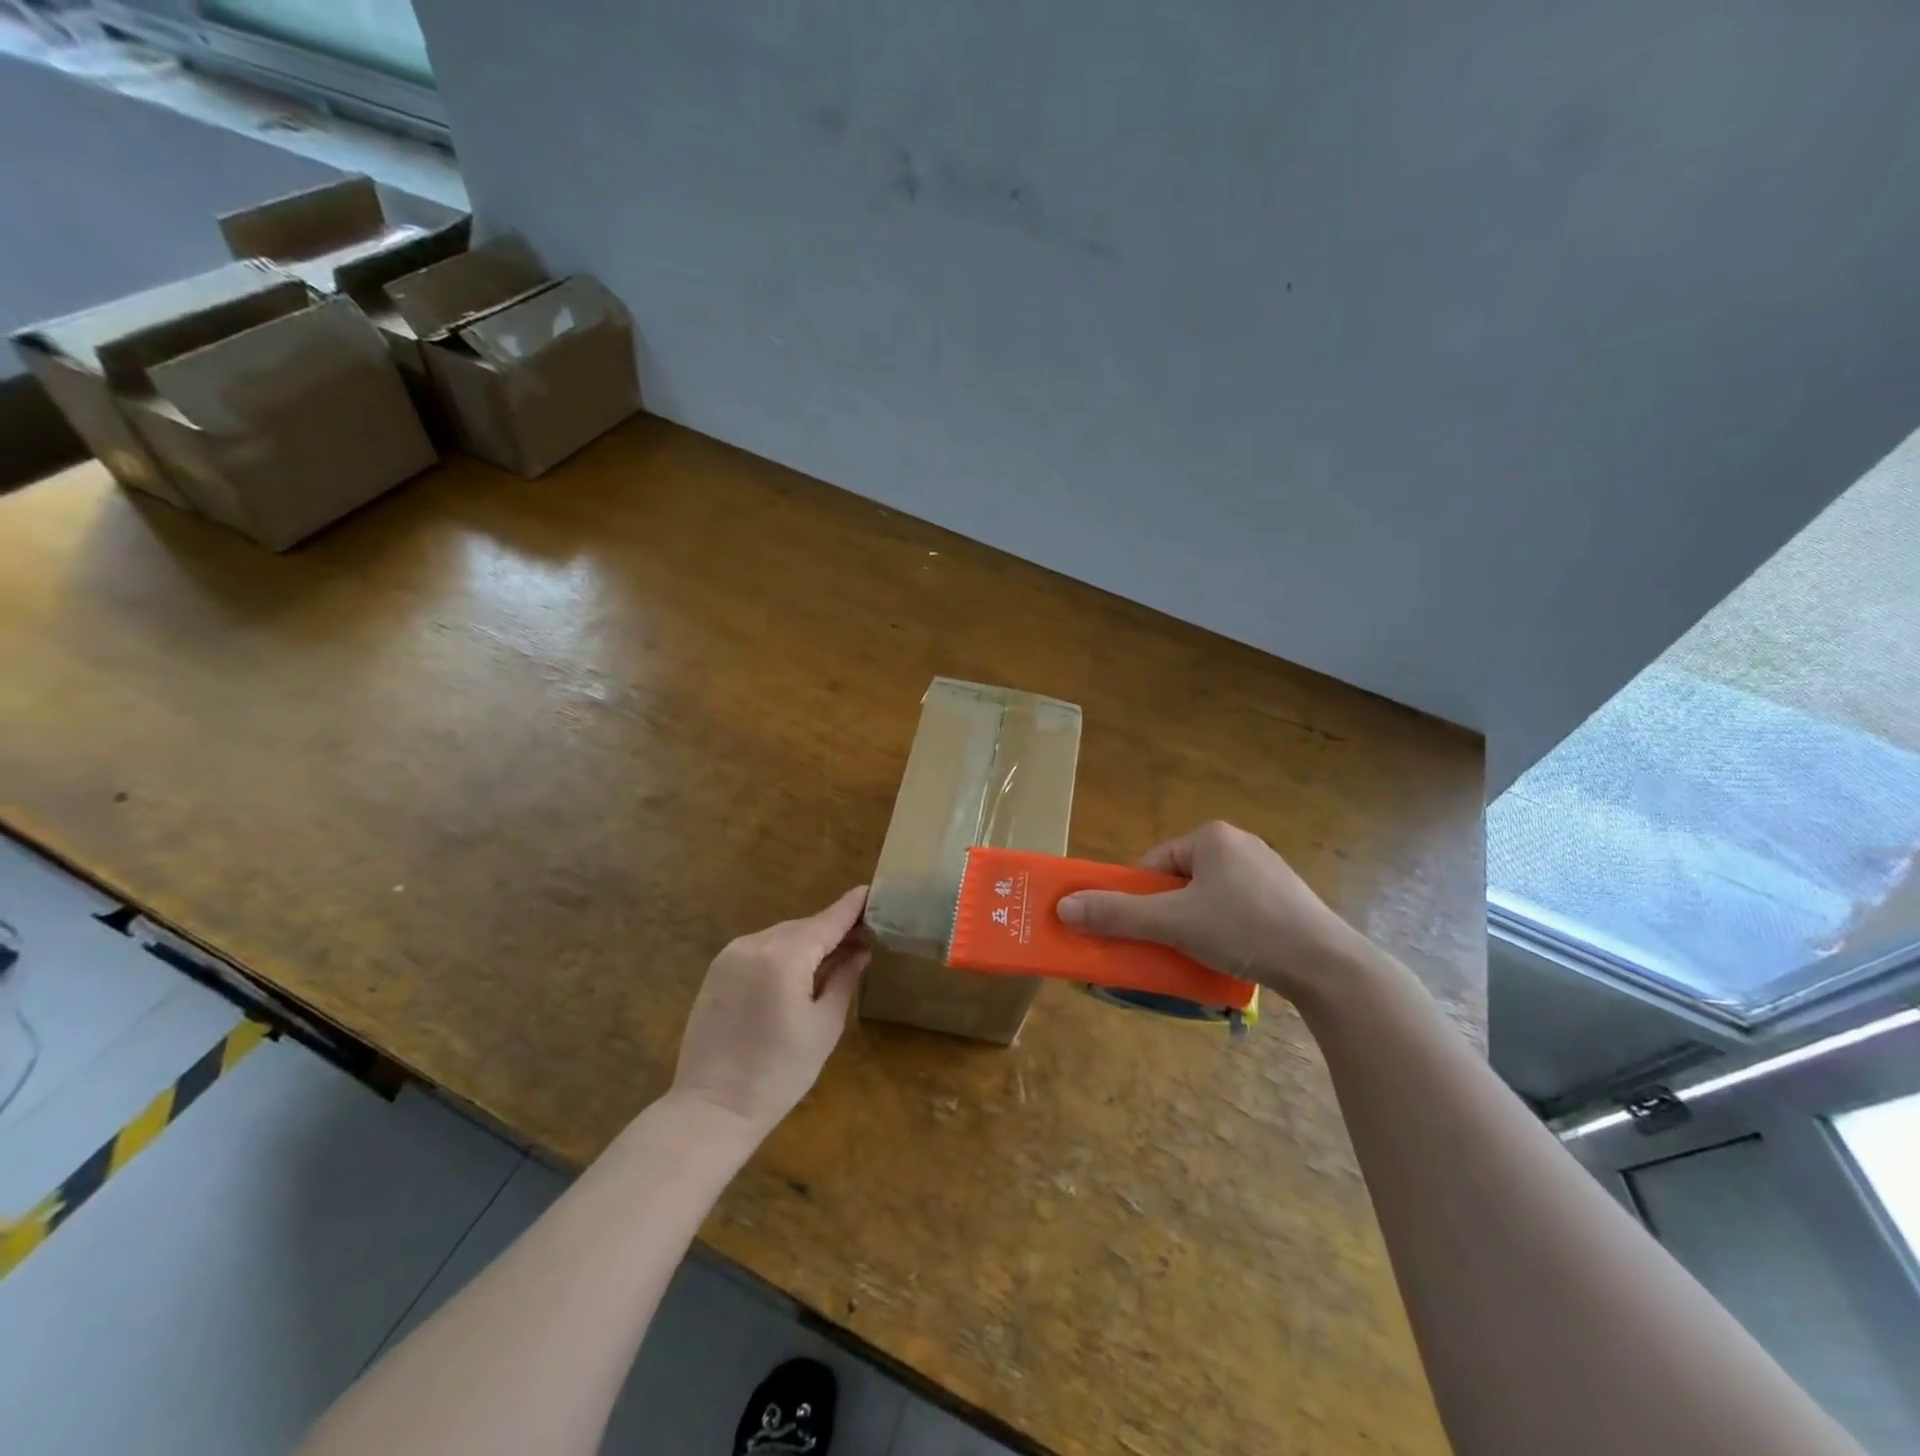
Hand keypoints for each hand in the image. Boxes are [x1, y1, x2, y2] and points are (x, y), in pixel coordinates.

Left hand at [669, 886, 870, 1136]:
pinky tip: (798, 972)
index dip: (852, 906)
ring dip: (808, 942)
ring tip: (834, 957)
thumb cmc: (779, 1074)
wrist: (712, 1109)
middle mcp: (755, 944)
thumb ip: (844, 979)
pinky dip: (783, 952)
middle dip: (832, 929)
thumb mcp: (824, 1026)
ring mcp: (731, 955)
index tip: (873, 890)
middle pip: (805, 926)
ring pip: (782, 935)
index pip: (828, 920)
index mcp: (784, 957)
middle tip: (863, 938)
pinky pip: (760, 948)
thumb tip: (861, 951)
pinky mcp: (717, 969)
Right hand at [1057, 821, 1368, 1003]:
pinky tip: (1233, 956)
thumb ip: (1117, 914)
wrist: (1325, 964)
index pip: (1155, 864)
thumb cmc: (1242, 928)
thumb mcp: (1172, 922)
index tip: (1141, 930)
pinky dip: (1226, 931)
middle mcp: (1240, 845)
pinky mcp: (1287, 900)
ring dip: (1195, 925)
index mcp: (1212, 837)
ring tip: (1199, 955)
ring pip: (1210, 898)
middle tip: (1167, 945)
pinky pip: (1239, 910)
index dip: (1140, 898)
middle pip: (1180, 881)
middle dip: (1168, 914)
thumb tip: (1063, 907)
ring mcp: (1268, 872)